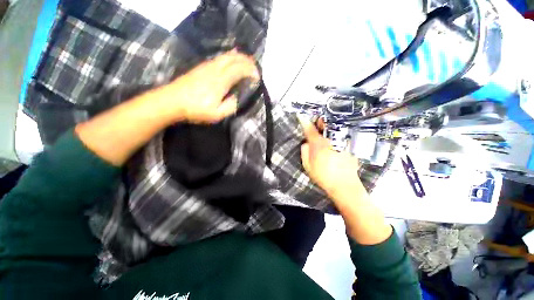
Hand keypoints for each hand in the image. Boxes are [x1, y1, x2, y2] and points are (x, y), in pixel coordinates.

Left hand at [155, 50, 259, 123]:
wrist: (172, 101)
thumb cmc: (196, 110)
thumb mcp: (217, 114)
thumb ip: (231, 106)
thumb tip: (238, 97)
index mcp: (221, 81)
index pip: (240, 70)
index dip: (251, 72)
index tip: (258, 78)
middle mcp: (216, 69)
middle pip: (235, 58)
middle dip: (247, 61)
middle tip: (255, 68)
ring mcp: (208, 66)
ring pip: (227, 55)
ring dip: (239, 57)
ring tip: (247, 63)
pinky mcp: (202, 66)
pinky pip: (220, 57)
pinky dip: (230, 57)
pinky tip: (232, 61)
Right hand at [298, 116, 365, 198]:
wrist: (344, 185)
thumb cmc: (324, 176)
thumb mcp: (308, 166)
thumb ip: (305, 152)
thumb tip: (306, 143)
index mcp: (319, 144)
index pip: (310, 129)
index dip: (304, 122)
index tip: (301, 116)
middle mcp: (331, 140)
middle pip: (326, 123)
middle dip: (320, 120)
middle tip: (316, 123)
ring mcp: (342, 142)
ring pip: (335, 127)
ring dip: (328, 126)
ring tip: (325, 130)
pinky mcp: (350, 146)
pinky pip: (342, 134)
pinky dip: (337, 134)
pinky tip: (335, 140)